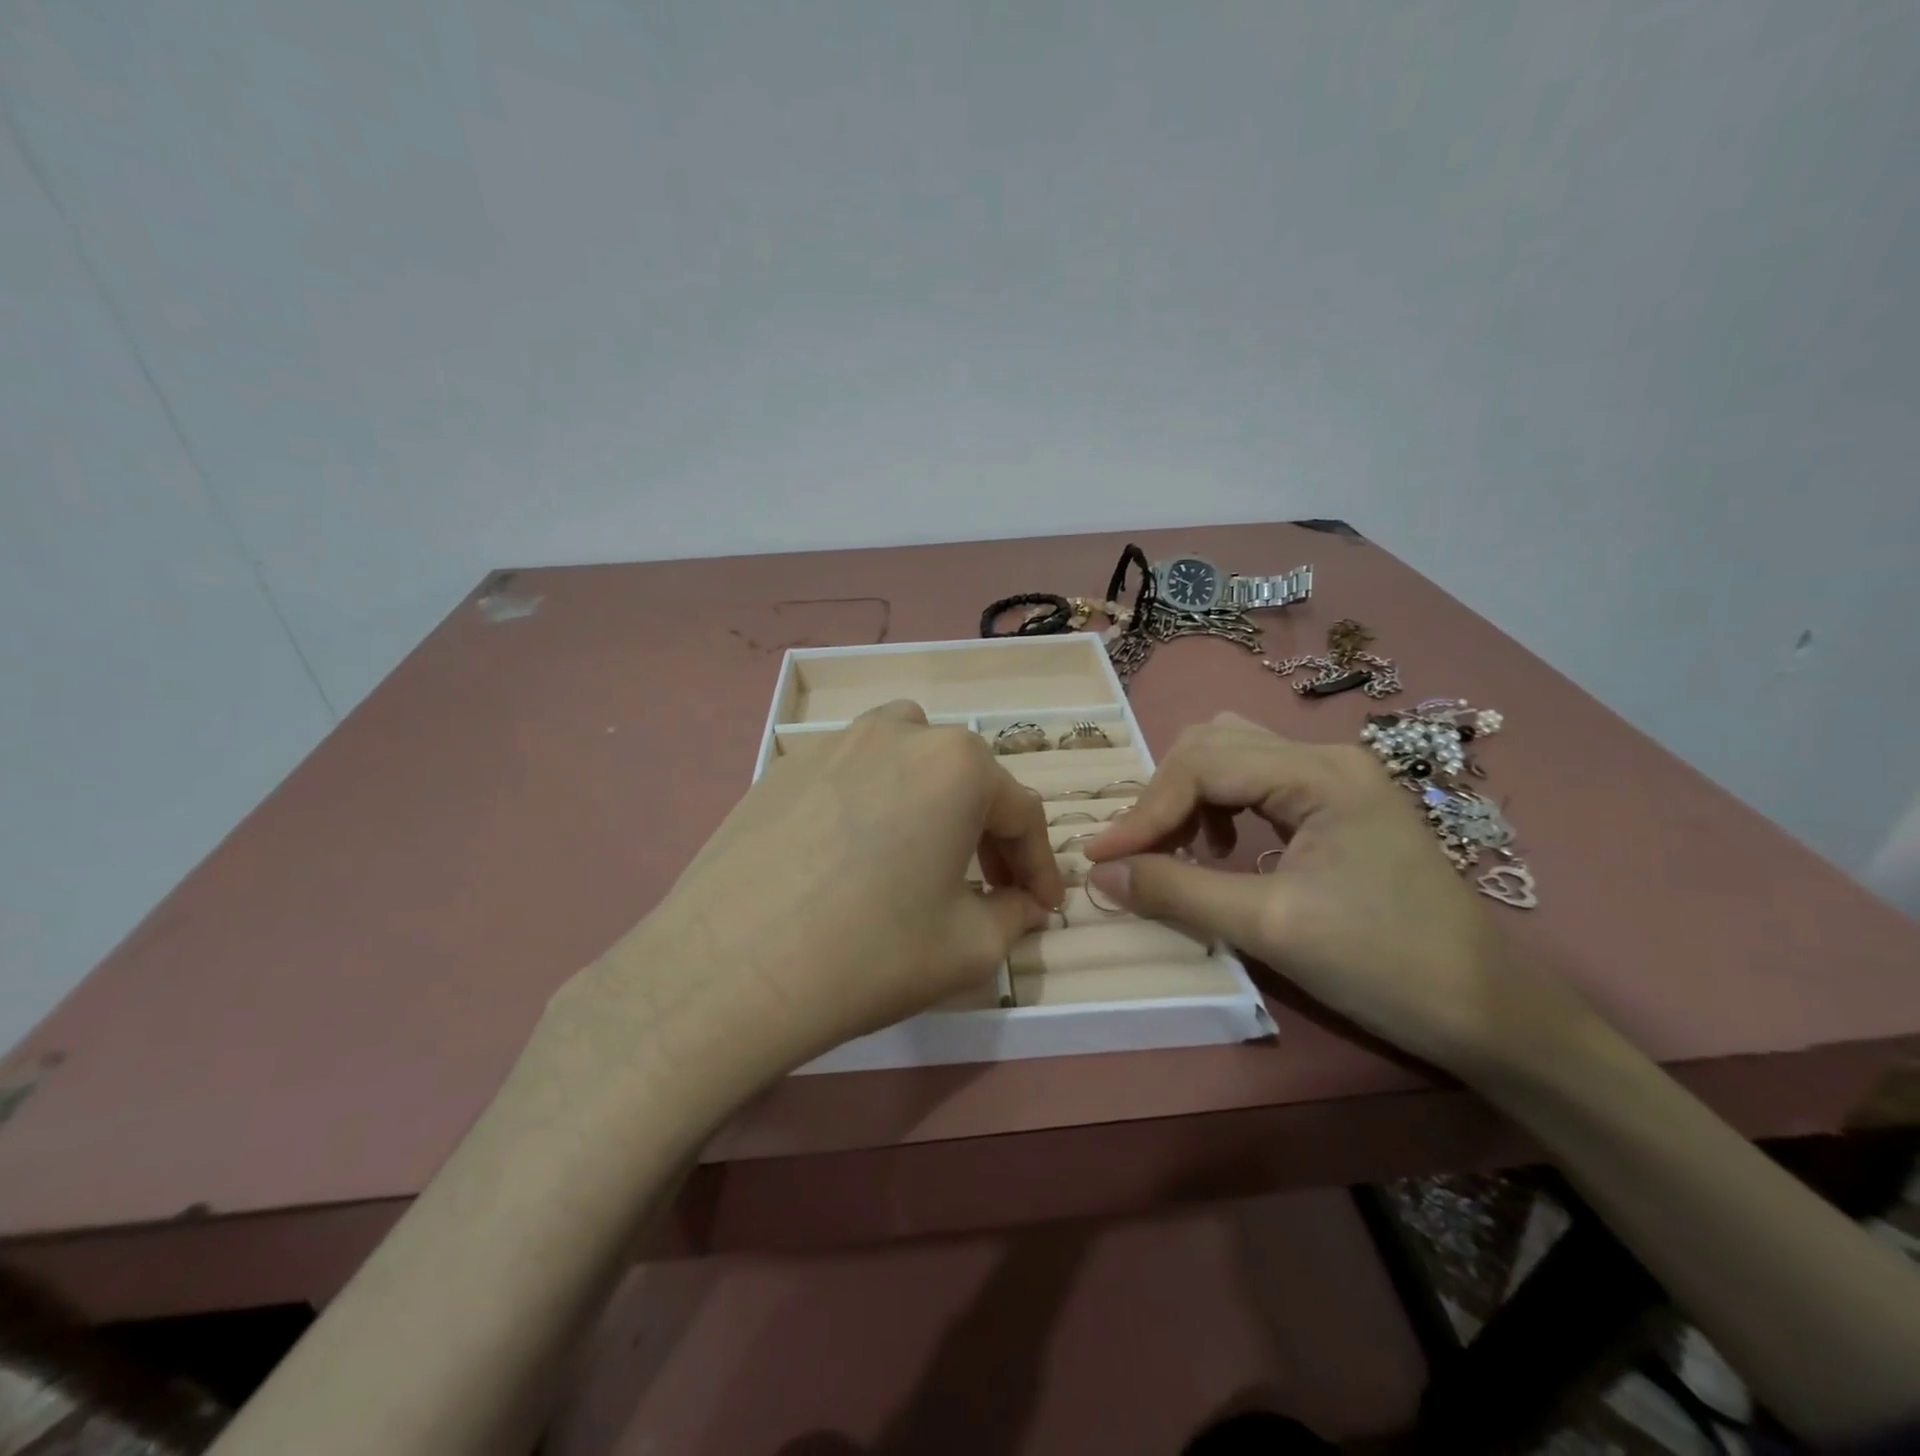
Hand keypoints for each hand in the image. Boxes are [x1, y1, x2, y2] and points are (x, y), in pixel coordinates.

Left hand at [556, 701, 1064, 1096]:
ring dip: (929, 799)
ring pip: (906, 758)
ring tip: (922, 852)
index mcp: (957, 764)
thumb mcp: (969, 948)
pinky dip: (872, 804)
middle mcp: (899, 733)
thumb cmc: (871, 954)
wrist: (728, 971)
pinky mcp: (782, 767)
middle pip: (965, 778)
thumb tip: (1024, 904)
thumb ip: (1015, 916)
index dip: (1040, 865)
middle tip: (989, 887)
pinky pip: (849, 774)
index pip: (1021, 812)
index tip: (1045, 907)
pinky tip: (852, 856)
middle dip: (988, 833)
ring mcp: (832, 743)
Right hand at [1083, 712, 1597, 1082]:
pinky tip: (1219, 850)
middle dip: (1165, 795)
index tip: (1101, 856)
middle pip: (1214, 743)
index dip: (1145, 810)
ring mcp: (1336, 778)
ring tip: (1175, 849)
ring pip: (1233, 756)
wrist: (1491, 1014)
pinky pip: (1257, 782)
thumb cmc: (1386, 966)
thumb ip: (1177, 891)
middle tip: (1138, 851)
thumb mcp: (1271, 927)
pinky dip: (1219, 807)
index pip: (1204, 765)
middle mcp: (1327, 758)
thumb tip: (1100, 873)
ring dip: (1190, 796)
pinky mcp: (1338, 804)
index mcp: (1320, 774)